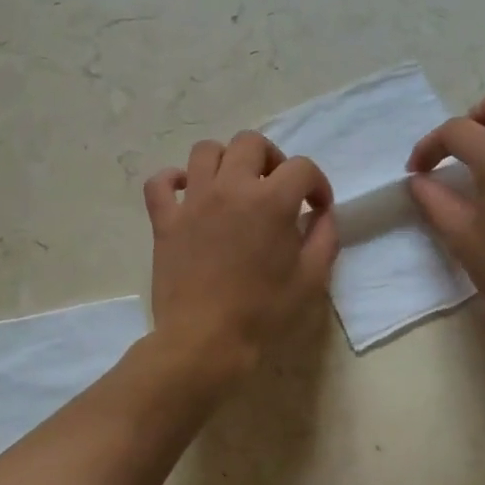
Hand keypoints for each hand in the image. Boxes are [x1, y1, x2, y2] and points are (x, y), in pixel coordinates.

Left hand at [144, 132, 338, 386]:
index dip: (316, 184)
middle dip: (271, 158)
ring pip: (205, 151)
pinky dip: (172, 180)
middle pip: (250, 143)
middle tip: (276, 187)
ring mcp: (192, 201)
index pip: (301, 168)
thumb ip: (324, 237)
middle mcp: (230, 188)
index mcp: (270, 201)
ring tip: (234, 186)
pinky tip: (187, 193)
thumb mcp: (311, 279)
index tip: (317, 207)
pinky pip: (160, 182)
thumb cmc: (263, 312)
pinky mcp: (164, 219)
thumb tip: (321, 214)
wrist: (205, 341)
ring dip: (225, 161)